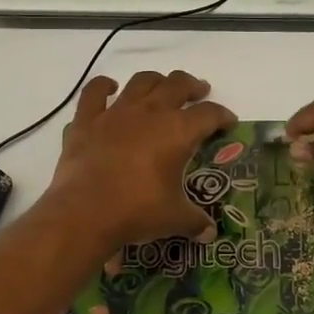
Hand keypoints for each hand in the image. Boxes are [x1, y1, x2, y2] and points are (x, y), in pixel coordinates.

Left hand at [48, 71, 235, 252]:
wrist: (85, 211)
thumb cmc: (137, 211)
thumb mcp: (174, 219)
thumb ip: (194, 221)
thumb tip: (209, 233)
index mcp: (178, 131)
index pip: (209, 114)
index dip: (222, 115)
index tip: (228, 122)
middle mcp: (150, 112)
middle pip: (177, 85)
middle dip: (192, 86)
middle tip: (198, 92)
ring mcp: (116, 112)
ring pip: (141, 81)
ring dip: (156, 81)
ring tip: (161, 87)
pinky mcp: (86, 120)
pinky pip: (94, 92)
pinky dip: (104, 86)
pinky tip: (110, 88)